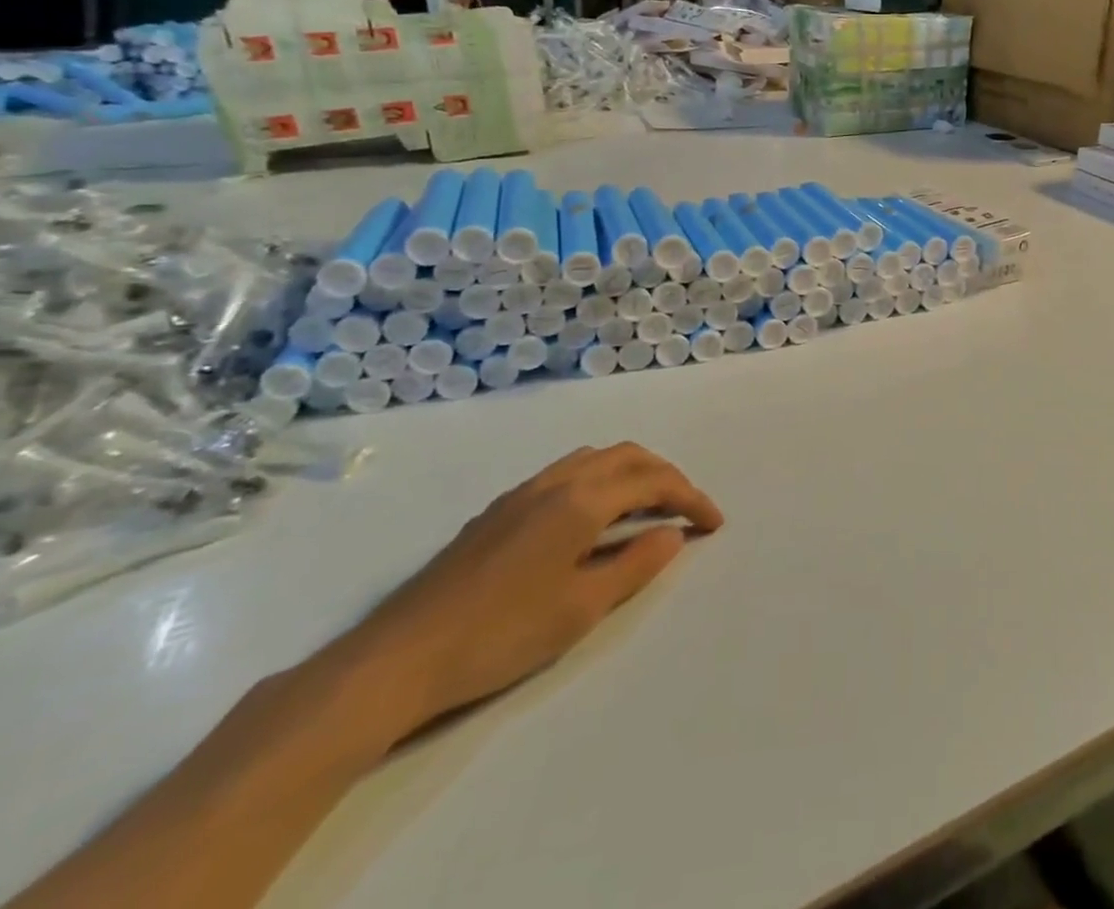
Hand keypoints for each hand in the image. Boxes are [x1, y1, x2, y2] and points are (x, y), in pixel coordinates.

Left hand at [333, 444, 722, 736]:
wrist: (399, 658)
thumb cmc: (501, 635)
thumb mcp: (581, 608)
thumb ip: (635, 564)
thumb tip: (671, 533)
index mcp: (582, 500)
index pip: (654, 482)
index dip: (691, 498)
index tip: (714, 524)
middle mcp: (557, 481)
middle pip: (627, 456)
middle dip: (666, 476)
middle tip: (686, 508)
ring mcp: (524, 491)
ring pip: (595, 458)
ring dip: (631, 472)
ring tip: (646, 508)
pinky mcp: (500, 509)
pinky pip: (567, 472)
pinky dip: (600, 480)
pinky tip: (592, 518)